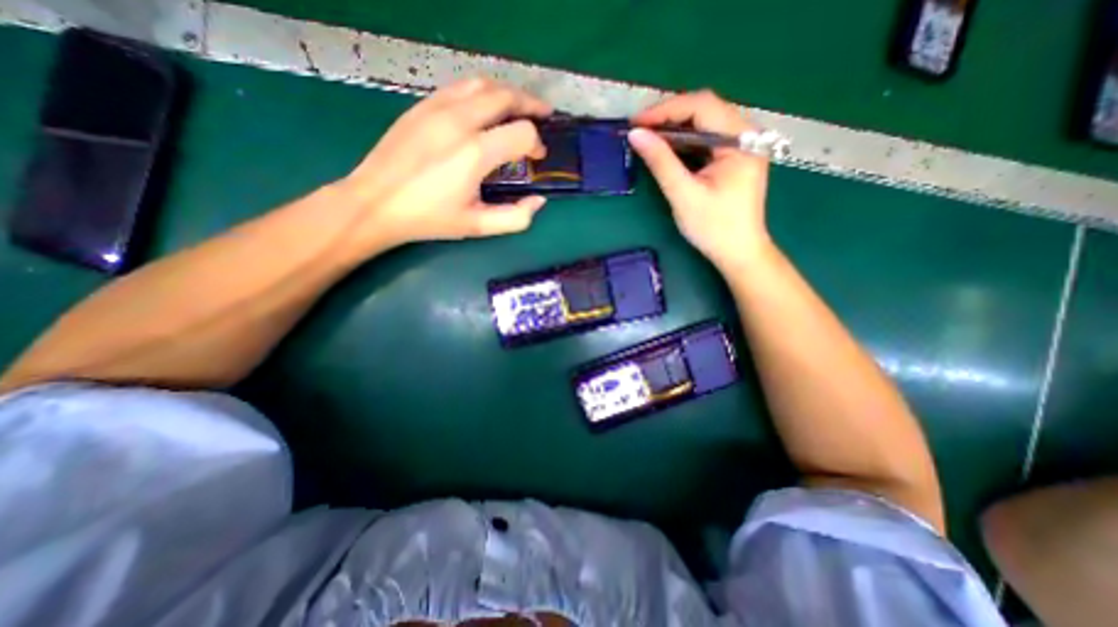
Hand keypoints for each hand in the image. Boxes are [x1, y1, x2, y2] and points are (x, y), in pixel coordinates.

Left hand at [336, 75, 553, 251]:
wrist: (375, 203)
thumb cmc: (430, 218)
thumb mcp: (478, 226)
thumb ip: (516, 217)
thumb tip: (538, 201)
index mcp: (475, 153)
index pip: (522, 132)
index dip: (537, 144)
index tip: (537, 157)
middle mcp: (459, 121)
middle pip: (506, 96)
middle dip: (531, 105)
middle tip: (544, 115)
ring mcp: (437, 108)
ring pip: (483, 84)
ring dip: (507, 93)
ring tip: (519, 106)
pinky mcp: (422, 105)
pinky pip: (460, 87)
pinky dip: (481, 92)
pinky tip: (485, 107)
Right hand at [632, 90, 775, 272]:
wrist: (739, 253)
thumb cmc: (714, 228)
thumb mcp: (684, 195)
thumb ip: (661, 162)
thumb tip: (635, 134)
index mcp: (741, 140)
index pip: (702, 106)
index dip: (666, 110)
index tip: (636, 123)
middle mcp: (746, 134)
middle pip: (705, 109)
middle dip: (669, 117)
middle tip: (639, 131)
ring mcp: (742, 145)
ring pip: (705, 123)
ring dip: (675, 128)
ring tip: (648, 139)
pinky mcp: (734, 158)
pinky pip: (706, 139)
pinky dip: (684, 141)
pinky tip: (668, 150)